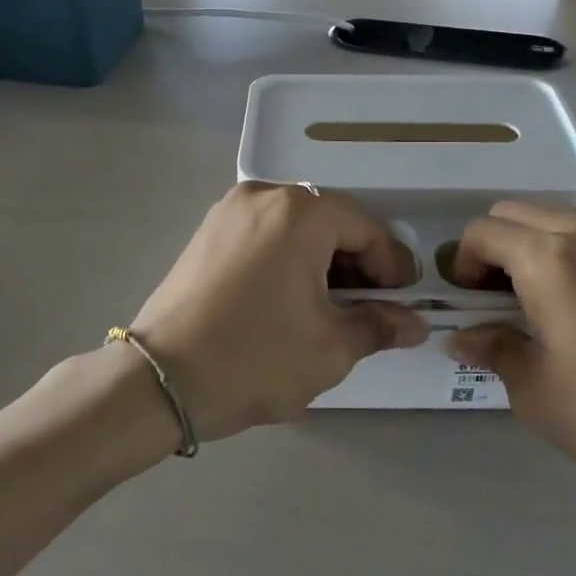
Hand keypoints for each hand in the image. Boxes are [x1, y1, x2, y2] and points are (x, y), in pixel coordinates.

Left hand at [131, 183, 426, 440]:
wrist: (160, 380)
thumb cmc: (255, 357)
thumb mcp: (330, 348)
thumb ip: (379, 326)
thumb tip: (415, 323)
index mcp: (302, 212)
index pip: (368, 230)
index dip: (392, 268)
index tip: (401, 305)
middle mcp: (266, 195)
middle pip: (332, 222)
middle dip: (357, 265)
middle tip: (367, 310)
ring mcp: (230, 210)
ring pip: (298, 227)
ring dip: (323, 262)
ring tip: (328, 309)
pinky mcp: (208, 231)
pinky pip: (265, 234)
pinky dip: (288, 258)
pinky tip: (288, 299)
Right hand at [447, 203, 575, 488]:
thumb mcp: (533, 388)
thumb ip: (491, 348)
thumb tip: (461, 338)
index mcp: (546, 258)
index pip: (481, 233)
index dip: (462, 263)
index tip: (468, 302)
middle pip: (512, 213)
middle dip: (491, 247)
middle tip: (493, 297)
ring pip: (550, 216)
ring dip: (527, 244)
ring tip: (532, 297)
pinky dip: (562, 248)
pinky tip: (572, 298)